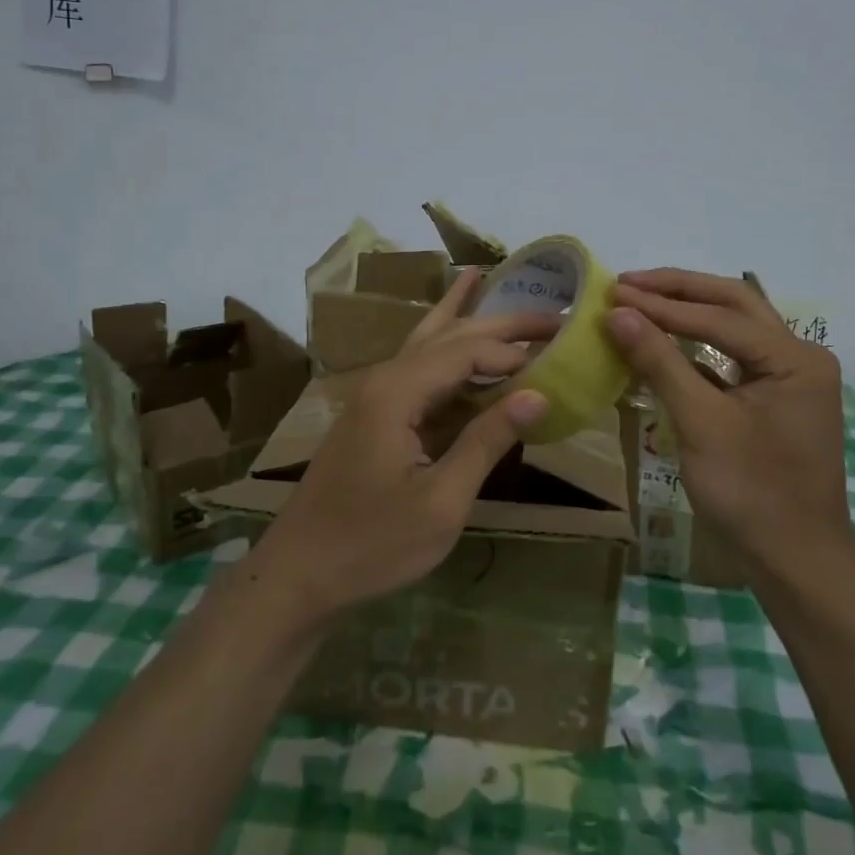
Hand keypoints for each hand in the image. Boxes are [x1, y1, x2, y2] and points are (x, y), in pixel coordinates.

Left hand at [249, 269, 554, 627]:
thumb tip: (538, 394)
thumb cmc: (372, 544)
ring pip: (427, 342)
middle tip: (553, 313)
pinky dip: (444, 348)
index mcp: (397, 392)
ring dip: (465, 320)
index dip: (513, 354)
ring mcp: (375, 395)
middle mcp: (384, 379)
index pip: (467, 352)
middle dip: (500, 323)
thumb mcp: (441, 501)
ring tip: (487, 279)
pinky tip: (452, 332)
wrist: (298, 575)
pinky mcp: (375, 415)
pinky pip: (418, 368)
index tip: (556, 365)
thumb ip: (487, 441)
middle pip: (448, 335)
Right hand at [608, 268, 853, 574]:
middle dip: (678, 290)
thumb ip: (660, 362)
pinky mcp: (776, 398)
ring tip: (640, 300)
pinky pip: (733, 357)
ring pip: (734, 327)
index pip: (720, 317)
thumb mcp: (700, 424)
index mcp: (796, 358)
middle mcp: (800, 356)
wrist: (796, 563)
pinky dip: (696, 346)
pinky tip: (663, 341)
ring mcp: (791, 377)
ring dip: (688, 311)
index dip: (662, 304)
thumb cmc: (752, 493)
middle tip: (627, 283)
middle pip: (733, 305)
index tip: (613, 293)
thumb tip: (617, 313)